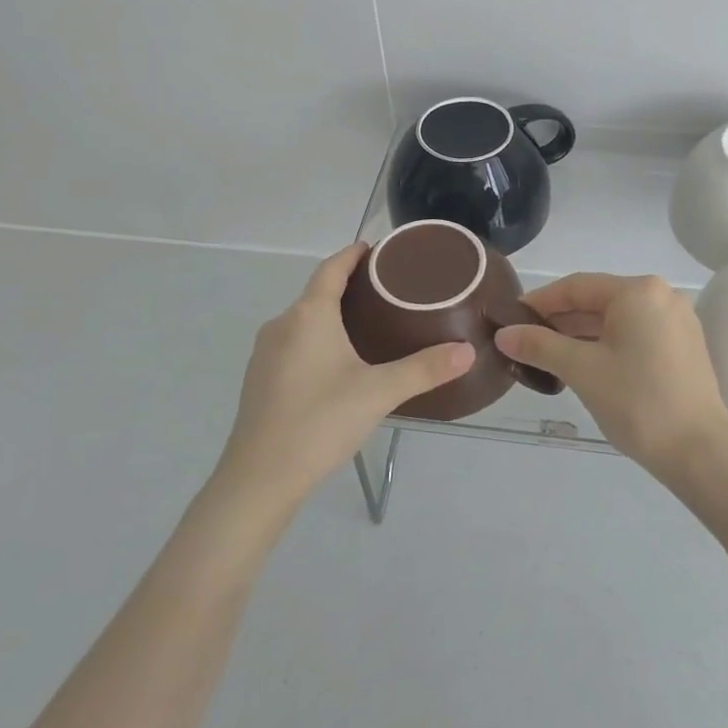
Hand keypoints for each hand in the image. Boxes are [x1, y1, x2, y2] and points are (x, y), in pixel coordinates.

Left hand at [216, 244, 472, 511]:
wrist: (258, 479)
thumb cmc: (319, 422)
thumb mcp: (379, 392)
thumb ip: (425, 369)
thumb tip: (468, 350)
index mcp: (308, 315)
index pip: (331, 268)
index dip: (353, 254)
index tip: (376, 248)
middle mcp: (282, 325)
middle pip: (317, 292)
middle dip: (349, 285)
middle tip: (388, 290)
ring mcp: (265, 353)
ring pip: (304, 320)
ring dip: (332, 314)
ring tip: (369, 323)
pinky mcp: (260, 379)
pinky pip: (293, 343)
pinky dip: (317, 338)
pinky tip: (337, 362)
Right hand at [493, 273, 727, 481]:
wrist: (700, 452)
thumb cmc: (638, 402)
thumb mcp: (582, 370)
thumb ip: (539, 346)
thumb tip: (503, 335)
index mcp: (638, 291)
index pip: (576, 287)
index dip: (539, 302)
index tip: (510, 319)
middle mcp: (661, 295)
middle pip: (597, 301)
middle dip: (559, 321)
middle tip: (523, 342)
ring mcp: (676, 321)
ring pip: (616, 320)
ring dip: (581, 335)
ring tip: (546, 357)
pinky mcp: (683, 346)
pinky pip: (635, 335)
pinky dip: (606, 345)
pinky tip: (583, 366)